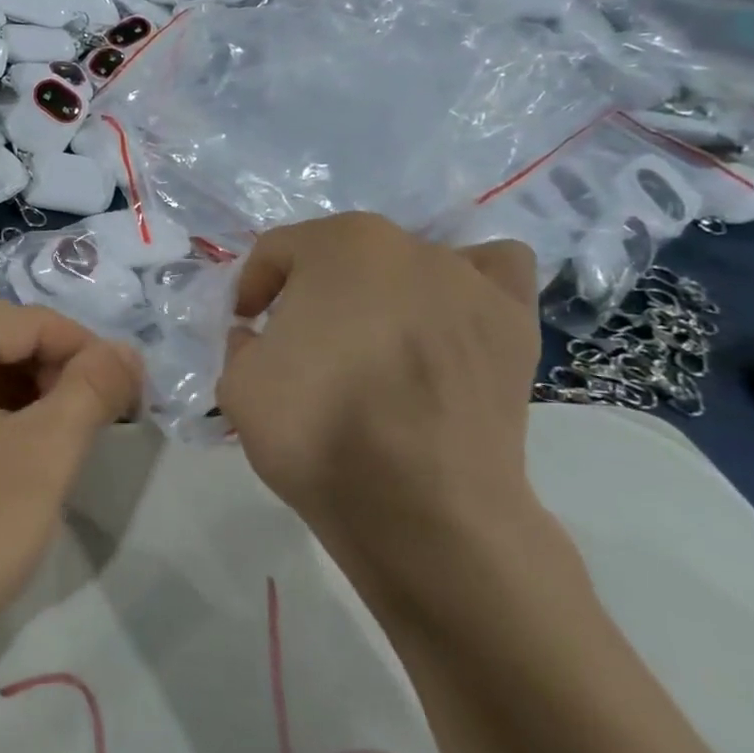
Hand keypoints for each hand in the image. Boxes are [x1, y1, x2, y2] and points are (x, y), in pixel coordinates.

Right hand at [216, 215, 539, 579]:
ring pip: (410, 264)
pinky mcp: (516, 322)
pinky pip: (492, 273)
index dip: (251, 288)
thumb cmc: (318, 431)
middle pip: (342, 255)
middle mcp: (407, 245)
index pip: (277, 251)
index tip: (246, 326)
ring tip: (374, 342)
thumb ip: (242, 343)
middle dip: (313, 291)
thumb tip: (261, 337)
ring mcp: (470, 280)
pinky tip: (446, 321)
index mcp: (336, 245)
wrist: (421, 507)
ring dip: (383, 291)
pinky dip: (465, 286)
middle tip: (300, 343)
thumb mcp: (237, 383)